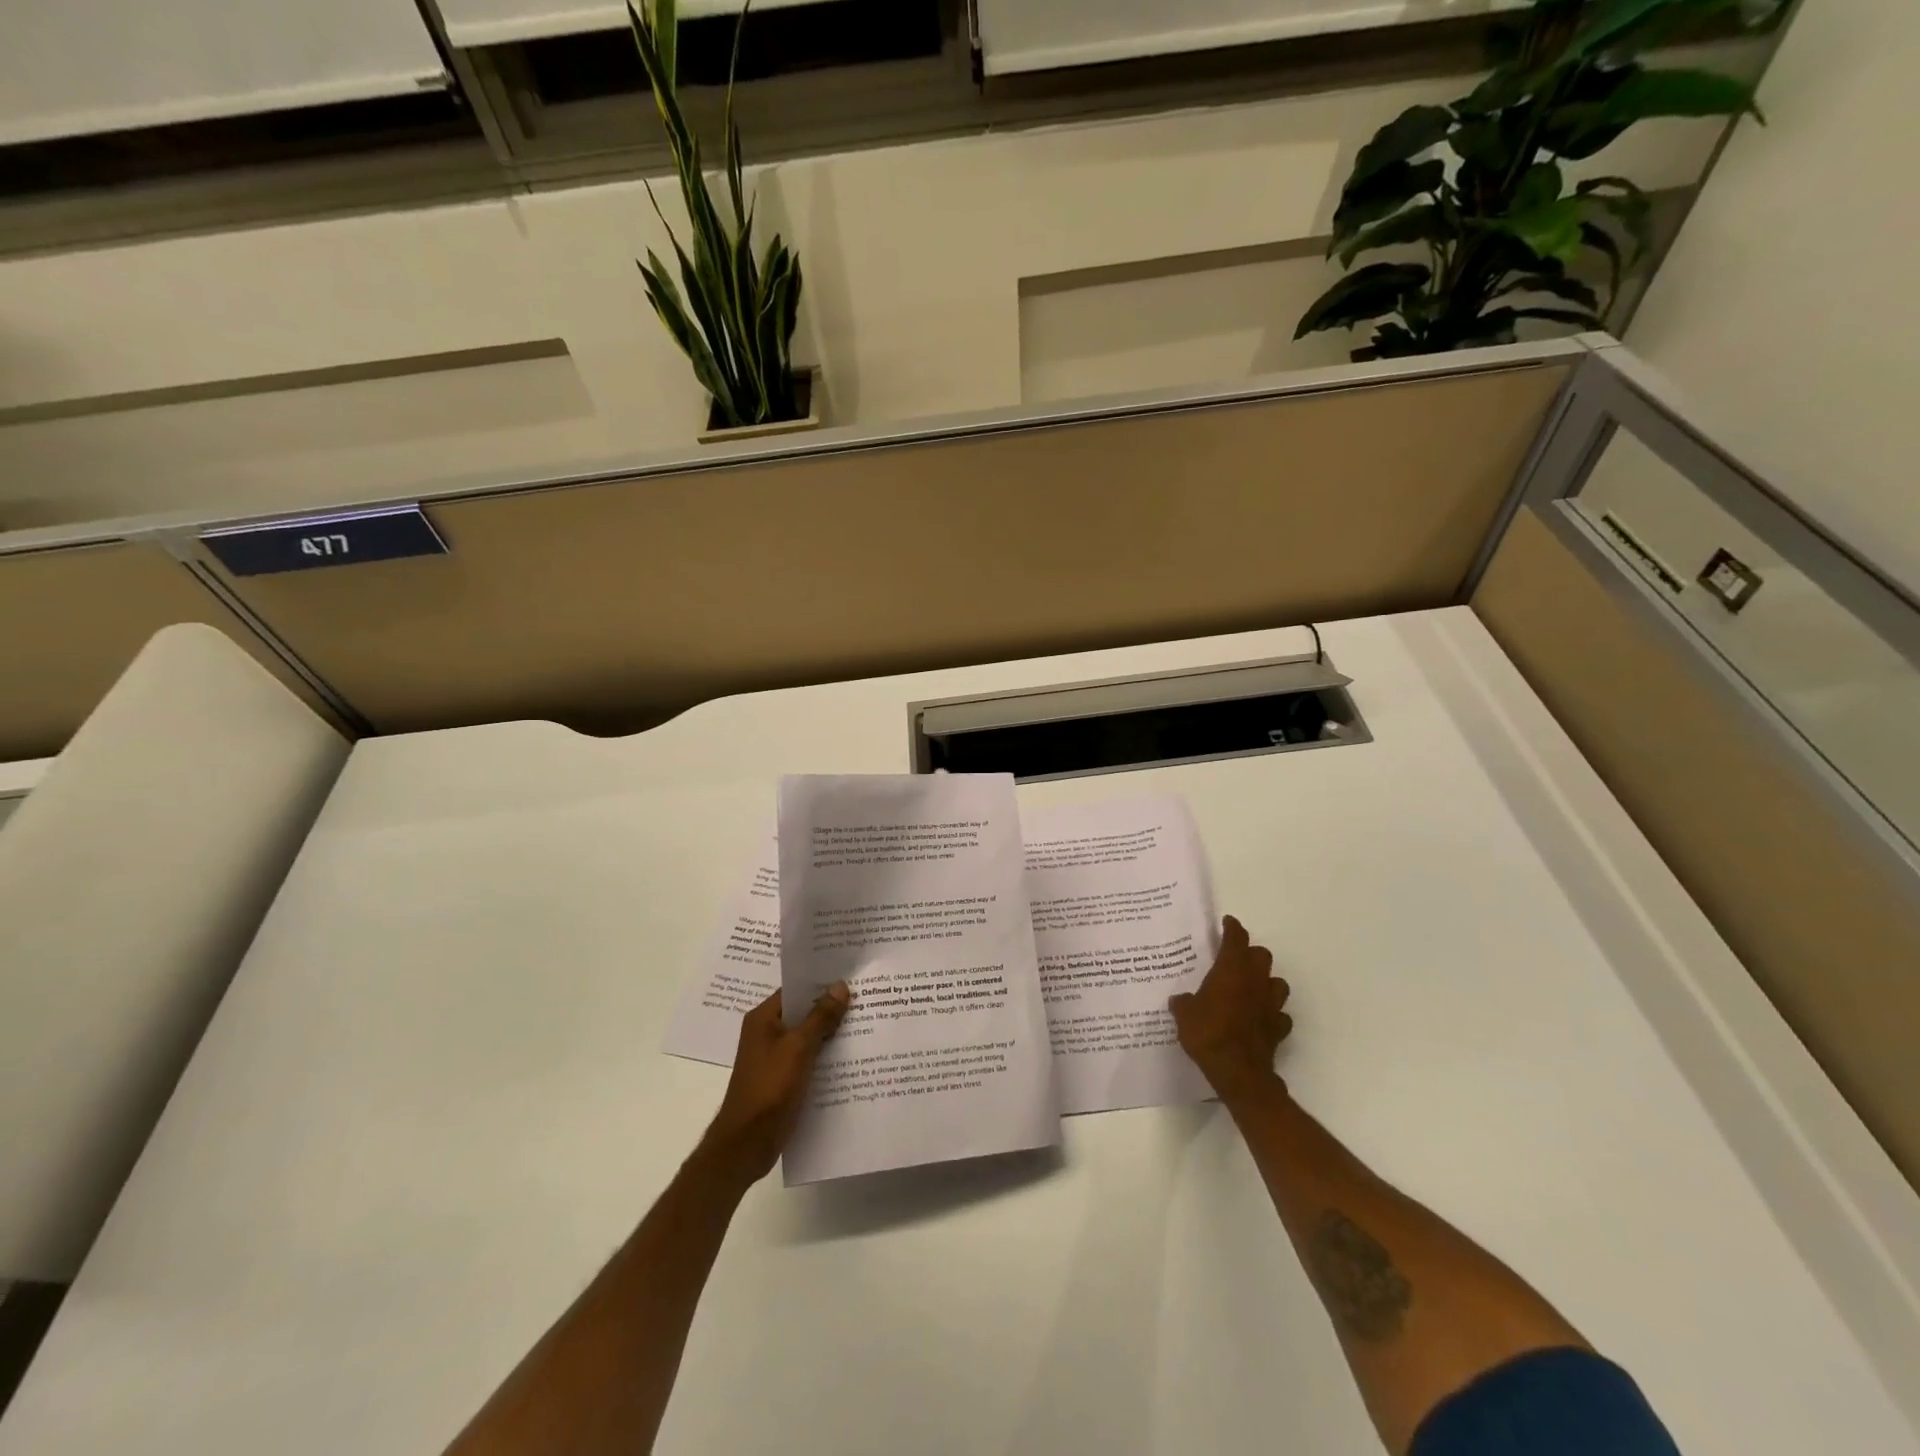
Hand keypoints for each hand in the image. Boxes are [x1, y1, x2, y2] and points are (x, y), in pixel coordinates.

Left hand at [700, 983, 850, 1184]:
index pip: (795, 990)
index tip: (851, 976)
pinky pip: (808, 1059)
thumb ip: (820, 1017)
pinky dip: (826, 1055)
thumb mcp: (798, 1048)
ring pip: (808, 1037)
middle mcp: (767, 1033)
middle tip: (866, 997)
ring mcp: (775, 1057)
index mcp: (763, 1019)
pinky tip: (852, 1056)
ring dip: (831, 1033)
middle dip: (831, 1007)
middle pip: (803, 1012)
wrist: (747, 1143)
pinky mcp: (783, 1079)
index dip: (821, 983)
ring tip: (866, 1022)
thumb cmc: (769, 1088)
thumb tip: (840, 986)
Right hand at [1169, 915, 1291, 1098]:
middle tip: (1236, 960)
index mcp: (1231, 970)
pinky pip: (1280, 1015)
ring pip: (1277, 983)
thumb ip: (1183, 1003)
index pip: (1236, 939)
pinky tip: (1261, 1019)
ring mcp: (1270, 1005)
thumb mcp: (1184, 1015)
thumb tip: (1180, 1000)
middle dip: (1251, 954)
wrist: (1238, 1071)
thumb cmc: (1207, 1033)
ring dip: (1266, 982)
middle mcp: (1254, 981)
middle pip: (1262, 956)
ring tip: (1252, 988)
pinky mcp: (1278, 1028)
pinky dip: (1272, 1013)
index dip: (1233, 928)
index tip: (1228, 922)